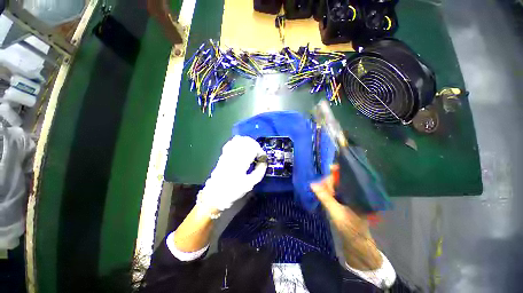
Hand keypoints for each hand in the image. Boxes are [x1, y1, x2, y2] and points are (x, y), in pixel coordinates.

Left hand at [197, 136, 267, 210]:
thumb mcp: (250, 184)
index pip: (253, 148)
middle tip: (258, 155)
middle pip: (247, 141)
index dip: (260, 151)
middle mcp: (234, 154)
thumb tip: (264, 162)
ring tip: (251, 151)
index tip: (263, 158)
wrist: (215, 194)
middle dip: (255, 146)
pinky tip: (242, 148)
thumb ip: (259, 172)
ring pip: (239, 140)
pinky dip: (239, 142)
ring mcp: (227, 153)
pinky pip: (231, 142)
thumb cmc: (233, 190)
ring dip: (248, 143)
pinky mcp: (223, 154)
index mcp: (241, 161)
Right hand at [310, 165, 366, 229]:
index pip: (345, 176)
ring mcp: (348, 197)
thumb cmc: (351, 228)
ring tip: (317, 187)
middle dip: (328, 180)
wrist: (357, 245)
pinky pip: (334, 192)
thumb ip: (324, 197)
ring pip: (335, 185)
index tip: (325, 171)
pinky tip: (320, 191)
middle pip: (339, 179)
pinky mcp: (343, 202)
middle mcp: (353, 192)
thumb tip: (312, 183)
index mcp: (357, 192)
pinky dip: (327, 191)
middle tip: (318, 185)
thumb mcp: (336, 212)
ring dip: (326, 185)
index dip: (335, 171)